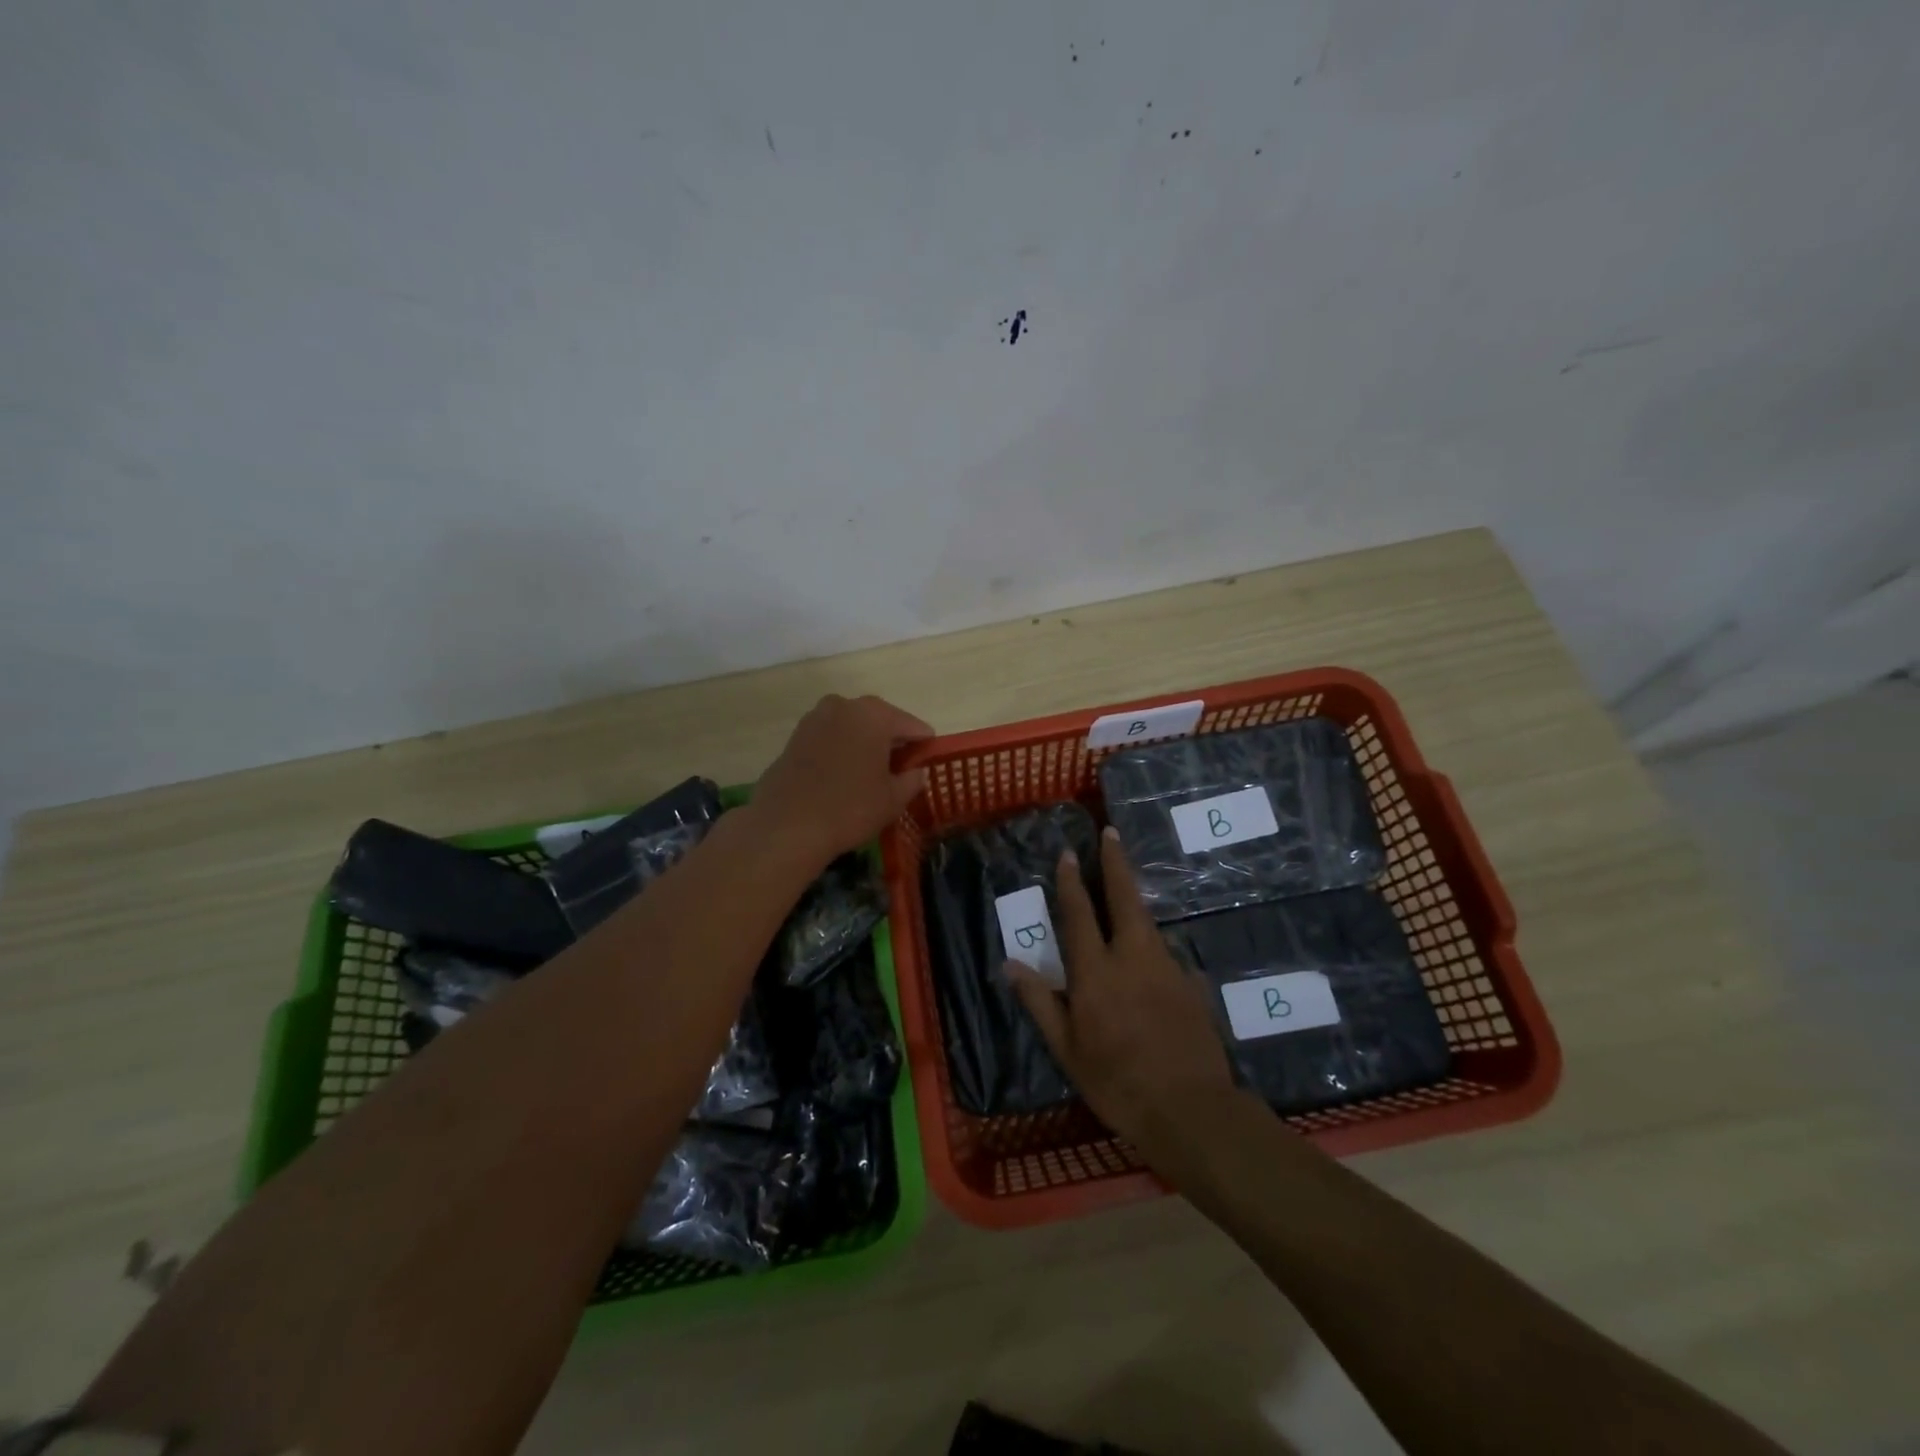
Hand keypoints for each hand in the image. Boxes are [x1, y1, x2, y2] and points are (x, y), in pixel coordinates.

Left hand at [751, 693, 932, 866]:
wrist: (786, 827)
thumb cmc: (849, 808)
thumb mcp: (893, 799)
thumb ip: (912, 780)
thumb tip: (915, 771)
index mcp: (874, 714)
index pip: (912, 726)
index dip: (923, 746)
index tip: (926, 764)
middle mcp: (843, 706)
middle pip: (880, 721)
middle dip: (891, 742)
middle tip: (900, 771)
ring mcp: (814, 719)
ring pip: (851, 729)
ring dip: (863, 746)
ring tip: (870, 777)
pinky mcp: (794, 738)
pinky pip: (829, 740)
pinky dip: (840, 752)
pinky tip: (842, 779)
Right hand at [1007, 826, 1242, 1171]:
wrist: (1191, 1108)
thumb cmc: (1117, 1082)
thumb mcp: (1068, 1050)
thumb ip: (1040, 1002)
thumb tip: (1010, 964)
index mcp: (1095, 972)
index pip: (1079, 914)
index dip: (1071, 881)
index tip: (1068, 853)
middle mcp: (1132, 957)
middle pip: (1123, 898)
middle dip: (1114, 863)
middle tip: (1110, 833)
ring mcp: (1166, 967)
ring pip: (1147, 922)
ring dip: (1133, 899)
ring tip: (1123, 888)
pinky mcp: (1191, 982)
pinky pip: (1165, 953)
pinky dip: (1151, 944)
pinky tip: (1149, 959)